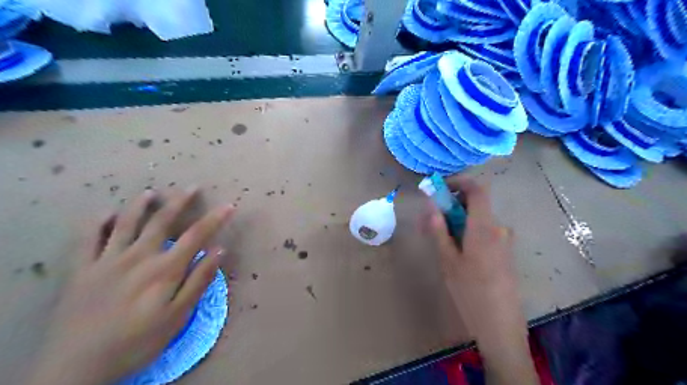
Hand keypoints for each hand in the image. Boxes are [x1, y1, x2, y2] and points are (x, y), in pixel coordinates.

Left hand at [25, 186, 234, 384]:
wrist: (78, 367)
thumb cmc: (138, 341)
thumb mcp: (178, 316)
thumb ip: (199, 280)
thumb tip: (219, 250)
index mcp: (164, 269)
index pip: (196, 235)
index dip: (215, 218)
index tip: (229, 205)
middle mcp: (138, 256)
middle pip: (162, 221)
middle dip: (180, 202)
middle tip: (191, 187)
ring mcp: (107, 260)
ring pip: (126, 223)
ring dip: (140, 205)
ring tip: (150, 192)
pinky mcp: (81, 269)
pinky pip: (87, 239)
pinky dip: (97, 222)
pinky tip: (106, 213)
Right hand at [427, 174, 518, 327]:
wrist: (501, 326)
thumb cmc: (470, 292)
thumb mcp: (448, 261)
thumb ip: (439, 230)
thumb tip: (431, 206)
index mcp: (484, 227)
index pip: (477, 189)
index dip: (459, 182)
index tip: (440, 188)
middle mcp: (498, 229)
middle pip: (476, 205)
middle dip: (451, 206)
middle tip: (430, 220)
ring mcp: (504, 242)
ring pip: (478, 220)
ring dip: (458, 221)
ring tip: (438, 239)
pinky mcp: (505, 253)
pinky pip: (485, 232)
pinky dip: (468, 232)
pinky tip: (456, 251)